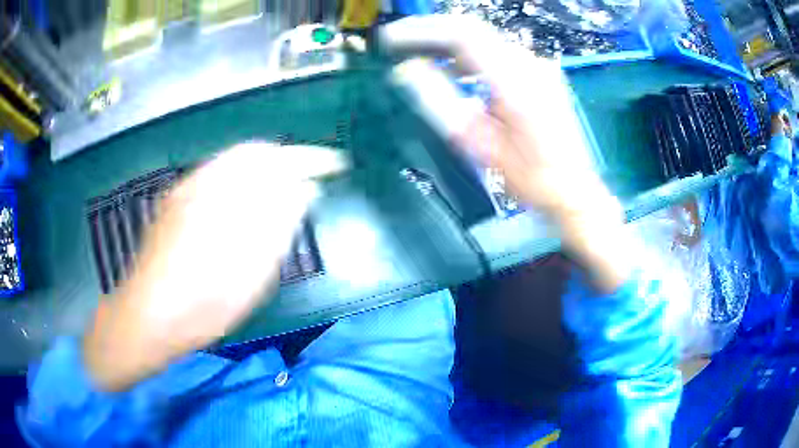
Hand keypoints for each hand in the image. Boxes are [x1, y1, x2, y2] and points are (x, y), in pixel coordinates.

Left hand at [84, 143, 346, 390]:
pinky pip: (216, 177)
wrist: (147, 318)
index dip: (307, 159)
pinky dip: (239, 181)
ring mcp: (185, 190)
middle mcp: (202, 180)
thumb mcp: (250, 273)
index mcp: (222, 194)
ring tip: (283, 190)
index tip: (332, 165)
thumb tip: (304, 190)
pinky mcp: (175, 203)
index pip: (274, 159)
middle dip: (284, 161)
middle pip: (252, 153)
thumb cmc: (202, 304)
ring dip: (262, 170)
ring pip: (232, 163)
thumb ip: (278, 225)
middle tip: (308, 178)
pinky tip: (245, 204)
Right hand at [382, 15, 632, 291]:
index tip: (390, 40)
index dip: (421, 31)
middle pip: (472, 30)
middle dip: (430, 32)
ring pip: (485, 40)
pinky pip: (497, 53)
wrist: (574, 190)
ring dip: (449, 43)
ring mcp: (537, 66)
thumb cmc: (529, 177)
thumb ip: (440, 101)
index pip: (461, 34)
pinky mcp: (540, 74)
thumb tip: (406, 70)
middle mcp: (528, 63)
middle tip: (397, 44)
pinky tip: (453, 69)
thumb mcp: (478, 144)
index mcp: (514, 80)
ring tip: (417, 55)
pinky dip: (469, 55)